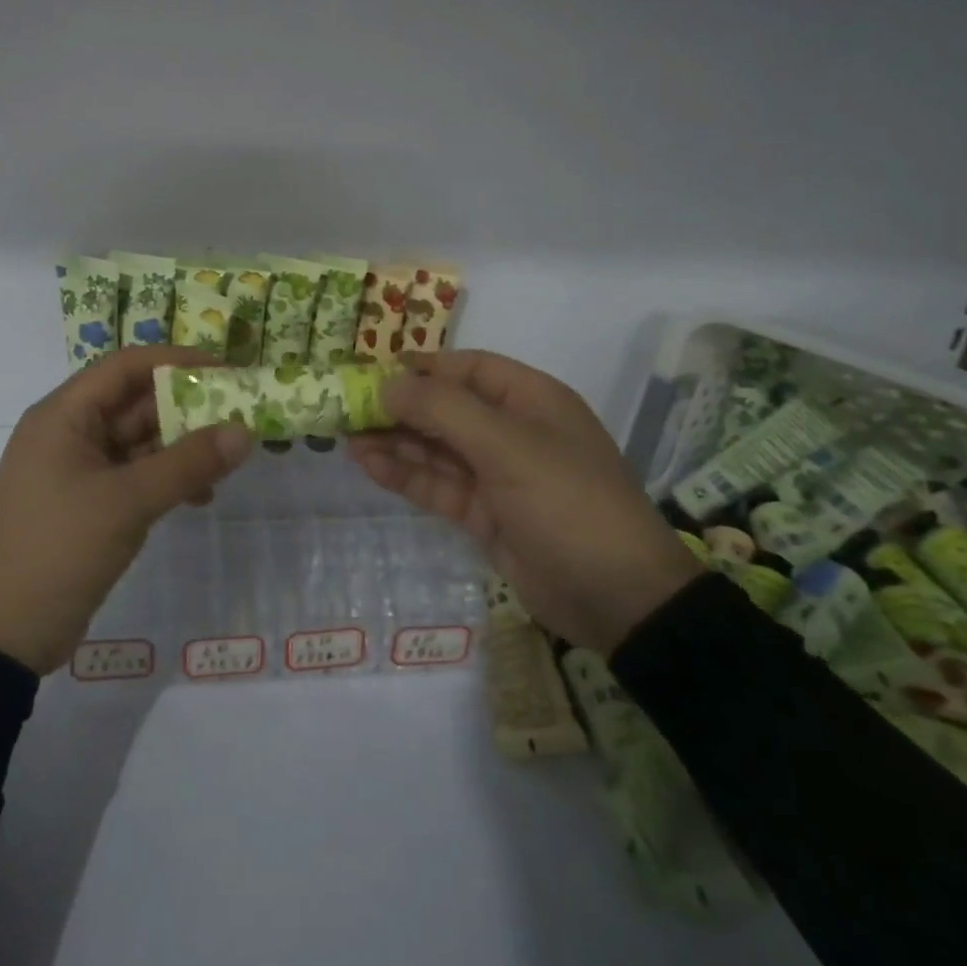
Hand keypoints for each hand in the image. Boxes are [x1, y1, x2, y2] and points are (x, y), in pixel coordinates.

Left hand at [0, 346, 252, 674]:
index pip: (125, 366)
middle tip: (239, 416)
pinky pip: (133, 476)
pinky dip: (165, 479)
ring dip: (181, 448)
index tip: (225, 370)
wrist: (1, 636)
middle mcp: (68, 433)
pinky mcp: (86, 504)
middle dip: (187, 408)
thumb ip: (188, 463)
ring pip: (138, 442)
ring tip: (229, 460)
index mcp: (63, 416)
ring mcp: (76, 471)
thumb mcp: (127, 502)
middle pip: (134, 403)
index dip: (176, 361)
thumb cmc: (57, 550)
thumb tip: (245, 431)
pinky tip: (200, 496)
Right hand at [346, 350, 700, 655]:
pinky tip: (370, 467)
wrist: (618, 598)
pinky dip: (407, 475)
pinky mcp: (486, 514)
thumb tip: (388, 386)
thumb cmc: (567, 501)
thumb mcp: (507, 446)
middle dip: (400, 408)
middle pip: (446, 409)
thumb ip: (444, 411)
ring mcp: (498, 475)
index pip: (468, 368)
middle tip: (349, 410)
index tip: (375, 371)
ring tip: (348, 439)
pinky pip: (439, 485)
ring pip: (437, 449)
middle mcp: (513, 430)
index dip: (423, 367)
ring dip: (396, 442)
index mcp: (530, 400)